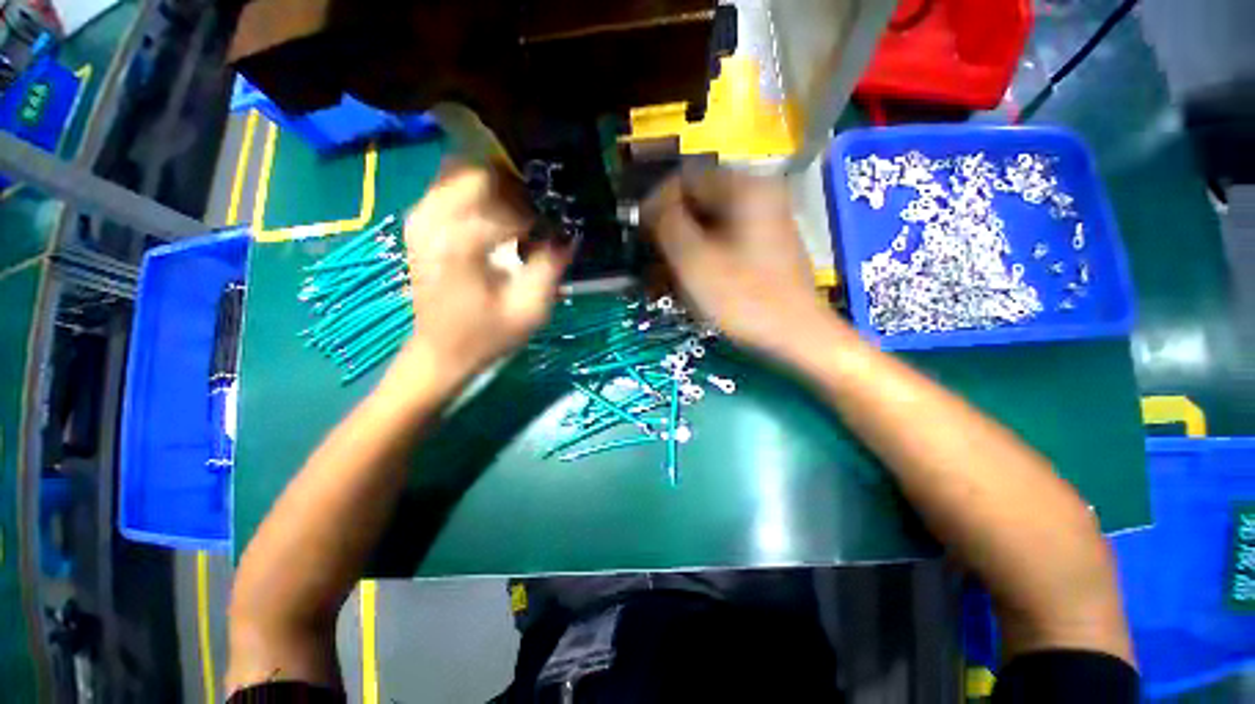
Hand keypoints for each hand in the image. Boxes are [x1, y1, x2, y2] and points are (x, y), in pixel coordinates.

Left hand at [397, 160, 570, 380]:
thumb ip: (551, 267)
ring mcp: (420, 216)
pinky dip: (476, 189)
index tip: (555, 233)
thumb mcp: (529, 309)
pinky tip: (495, 214)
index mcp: (458, 243)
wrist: (442, 351)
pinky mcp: (419, 221)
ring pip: (462, 170)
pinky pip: (449, 183)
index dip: (539, 218)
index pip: (510, 207)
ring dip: (497, 186)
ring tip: (520, 212)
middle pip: (481, 173)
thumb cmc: (487, 335)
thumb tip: (569, 234)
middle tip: (539, 214)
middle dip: (517, 189)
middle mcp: (432, 219)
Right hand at [643, 167, 838, 359]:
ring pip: (708, 227)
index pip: (686, 177)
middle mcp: (757, 197)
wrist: (797, 336)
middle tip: (649, 260)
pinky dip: (700, 259)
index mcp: (745, 189)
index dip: (656, 202)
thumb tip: (649, 206)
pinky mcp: (762, 248)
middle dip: (669, 231)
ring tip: (662, 280)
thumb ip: (667, 224)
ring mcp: (762, 224)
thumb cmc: (744, 298)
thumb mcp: (695, 261)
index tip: (639, 233)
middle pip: (698, 203)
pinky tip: (686, 284)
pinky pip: (722, 244)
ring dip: (681, 249)